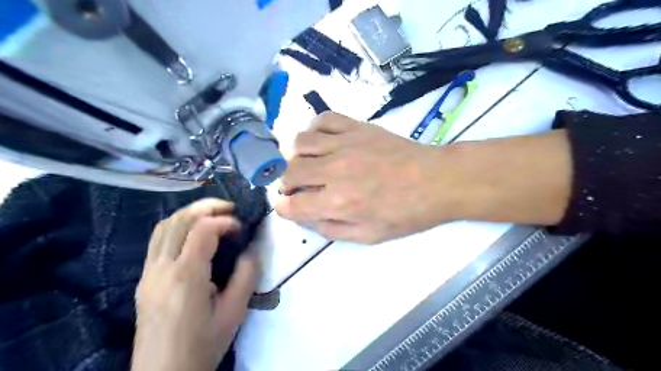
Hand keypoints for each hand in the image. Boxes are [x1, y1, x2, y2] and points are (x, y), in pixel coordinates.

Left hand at [133, 201, 259, 370]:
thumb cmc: (202, 345)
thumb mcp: (234, 313)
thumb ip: (247, 276)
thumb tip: (251, 249)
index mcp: (186, 277)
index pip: (202, 230)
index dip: (225, 221)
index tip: (241, 230)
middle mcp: (161, 268)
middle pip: (179, 219)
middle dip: (207, 207)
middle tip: (230, 208)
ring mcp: (148, 272)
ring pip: (164, 225)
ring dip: (190, 213)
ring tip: (213, 216)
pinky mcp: (144, 278)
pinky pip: (157, 239)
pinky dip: (177, 226)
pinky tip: (193, 234)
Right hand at [275, 113, 460, 245]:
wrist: (436, 181)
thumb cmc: (405, 213)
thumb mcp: (368, 236)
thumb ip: (331, 229)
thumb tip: (304, 218)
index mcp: (338, 203)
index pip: (292, 205)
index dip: (284, 208)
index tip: (289, 207)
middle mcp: (335, 171)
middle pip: (290, 173)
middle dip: (287, 184)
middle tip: (299, 189)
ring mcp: (345, 144)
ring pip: (299, 144)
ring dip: (296, 157)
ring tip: (308, 164)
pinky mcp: (357, 127)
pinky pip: (323, 120)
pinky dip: (314, 130)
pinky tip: (321, 142)